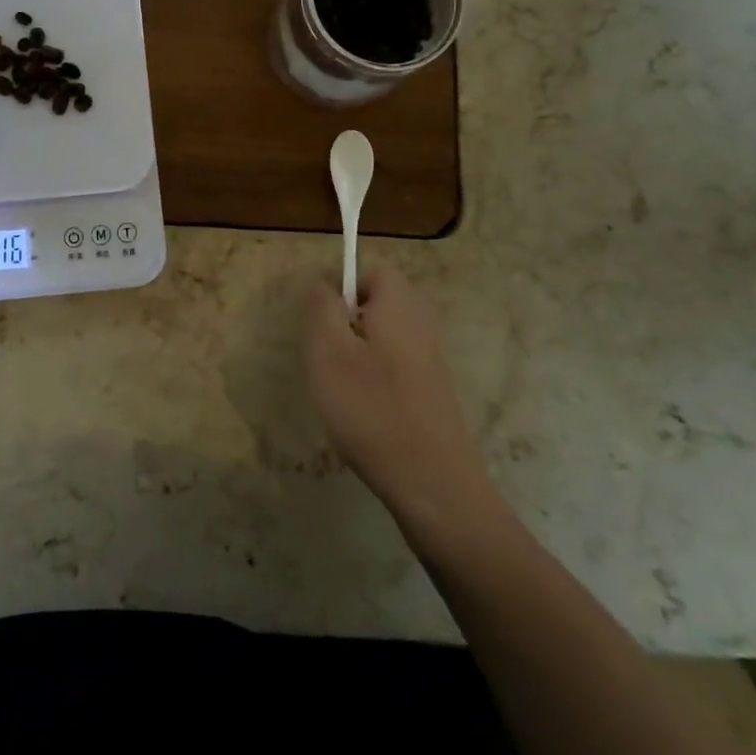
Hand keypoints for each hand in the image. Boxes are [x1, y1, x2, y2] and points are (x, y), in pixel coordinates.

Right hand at [306, 265, 499, 531]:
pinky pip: (395, 364)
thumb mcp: (327, 350)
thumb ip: (321, 305)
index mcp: (399, 302)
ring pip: (382, 336)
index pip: (368, 271)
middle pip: (376, 303)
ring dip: (357, 355)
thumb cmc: (371, 408)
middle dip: (346, 324)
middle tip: (328, 359)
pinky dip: (375, 379)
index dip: (339, 292)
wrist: (433, 483)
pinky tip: (365, 412)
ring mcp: (432, 356)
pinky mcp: (434, 388)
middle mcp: (422, 320)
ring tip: (343, 389)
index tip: (322, 327)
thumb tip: (324, 280)